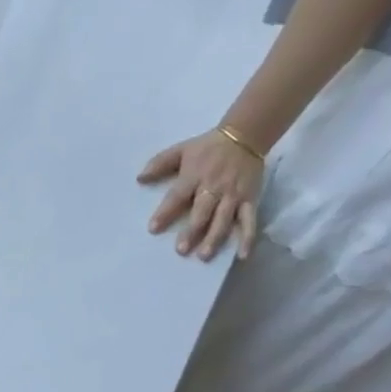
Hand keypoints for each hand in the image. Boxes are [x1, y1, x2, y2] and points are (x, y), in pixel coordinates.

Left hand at [139, 130, 264, 260]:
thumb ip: (158, 163)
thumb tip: (139, 179)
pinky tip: (242, 255)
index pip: (177, 197)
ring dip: (214, 238)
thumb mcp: (179, 150)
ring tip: (204, 256)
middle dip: (191, 231)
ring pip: (224, 220)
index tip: (153, 228)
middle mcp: (214, 188)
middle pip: (202, 212)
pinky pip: (250, 220)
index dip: (165, 213)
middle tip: (181, 250)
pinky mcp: (251, 199)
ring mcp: (234, 195)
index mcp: (194, 176)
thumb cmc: (206, 147)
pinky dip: (247, 238)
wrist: (245, 136)